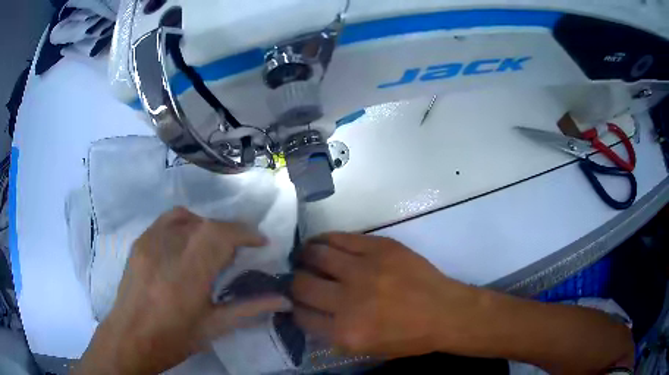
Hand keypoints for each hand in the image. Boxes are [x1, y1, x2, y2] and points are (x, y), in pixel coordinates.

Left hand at [75, 207, 289, 374]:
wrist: (129, 338)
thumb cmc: (173, 339)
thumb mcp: (214, 328)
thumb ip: (249, 309)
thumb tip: (283, 300)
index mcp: (186, 277)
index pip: (219, 235)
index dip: (244, 232)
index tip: (261, 242)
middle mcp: (166, 251)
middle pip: (205, 224)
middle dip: (229, 232)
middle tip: (239, 252)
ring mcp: (149, 243)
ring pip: (187, 217)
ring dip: (208, 227)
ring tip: (213, 247)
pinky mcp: (139, 242)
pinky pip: (168, 220)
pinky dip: (186, 224)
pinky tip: (188, 243)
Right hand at [291, 232, 481, 358]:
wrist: (446, 313)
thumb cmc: (409, 338)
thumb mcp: (367, 350)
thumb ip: (333, 335)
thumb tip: (308, 313)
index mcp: (345, 333)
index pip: (300, 316)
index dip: (293, 307)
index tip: (295, 302)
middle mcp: (349, 301)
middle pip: (302, 285)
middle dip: (294, 283)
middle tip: (299, 280)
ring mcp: (365, 270)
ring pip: (316, 255)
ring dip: (305, 257)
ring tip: (305, 257)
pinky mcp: (379, 248)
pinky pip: (340, 238)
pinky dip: (324, 239)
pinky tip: (321, 243)